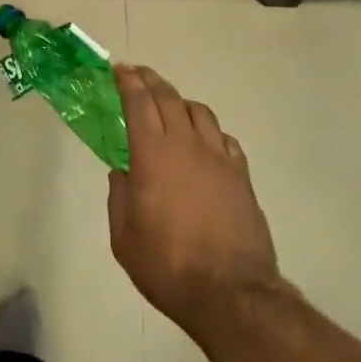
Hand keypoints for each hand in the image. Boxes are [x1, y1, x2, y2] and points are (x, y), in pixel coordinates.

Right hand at [107, 66, 282, 334]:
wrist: (230, 292)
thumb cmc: (167, 265)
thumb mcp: (124, 236)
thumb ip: (120, 195)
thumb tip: (122, 170)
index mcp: (153, 154)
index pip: (138, 103)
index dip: (127, 82)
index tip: (119, 69)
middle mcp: (187, 145)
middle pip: (169, 98)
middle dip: (151, 81)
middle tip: (138, 75)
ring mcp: (219, 158)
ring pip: (200, 112)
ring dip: (180, 101)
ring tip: (170, 106)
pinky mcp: (241, 175)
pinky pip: (224, 138)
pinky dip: (208, 130)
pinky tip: (204, 142)